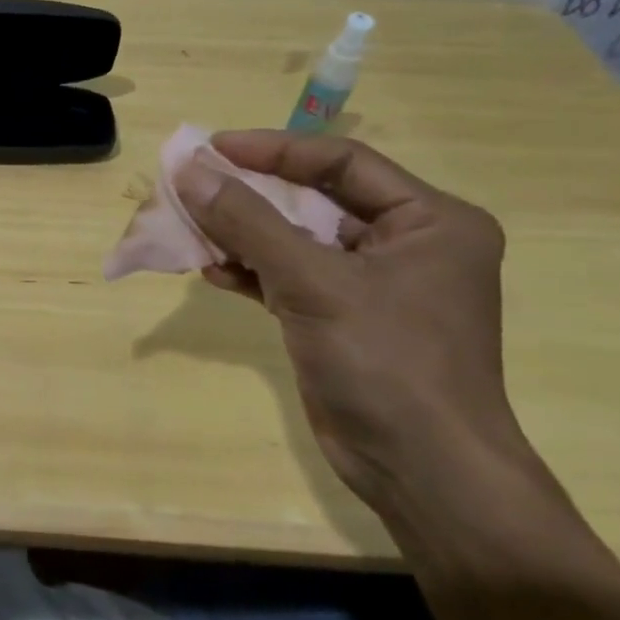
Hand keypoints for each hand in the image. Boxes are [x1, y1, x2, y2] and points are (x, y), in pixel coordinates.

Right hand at [177, 130, 525, 513]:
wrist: (422, 472)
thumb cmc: (386, 362)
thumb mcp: (314, 282)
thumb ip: (248, 221)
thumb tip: (189, 170)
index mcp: (430, 220)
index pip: (341, 163)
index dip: (274, 150)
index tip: (212, 148)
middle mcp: (406, 244)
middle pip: (314, 199)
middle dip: (251, 194)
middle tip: (193, 183)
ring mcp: (373, 285)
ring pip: (295, 239)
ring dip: (243, 234)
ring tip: (191, 227)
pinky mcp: (342, 319)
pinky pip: (289, 277)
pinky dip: (251, 272)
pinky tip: (212, 271)